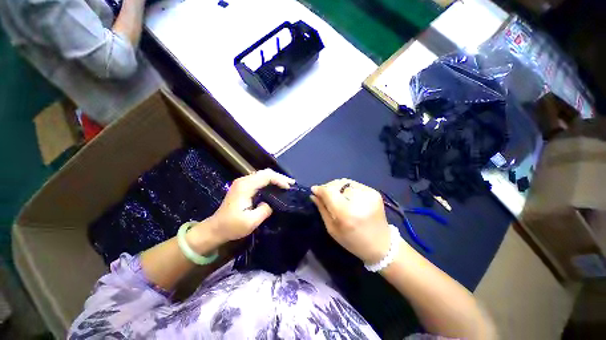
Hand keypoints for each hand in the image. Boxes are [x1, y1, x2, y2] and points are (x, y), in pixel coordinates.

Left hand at [204, 169, 294, 244]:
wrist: (215, 229)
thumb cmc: (231, 226)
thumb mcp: (250, 222)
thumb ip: (265, 210)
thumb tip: (273, 202)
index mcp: (245, 186)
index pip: (266, 176)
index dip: (279, 180)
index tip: (289, 188)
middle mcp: (244, 180)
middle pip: (265, 173)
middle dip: (280, 177)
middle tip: (291, 184)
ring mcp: (243, 182)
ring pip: (263, 175)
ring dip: (275, 178)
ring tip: (286, 185)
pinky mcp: (243, 186)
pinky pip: (259, 179)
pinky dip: (270, 181)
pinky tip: (276, 186)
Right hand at [310, 179, 390, 263]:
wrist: (382, 245)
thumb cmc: (353, 241)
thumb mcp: (332, 229)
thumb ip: (322, 209)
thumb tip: (313, 194)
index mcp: (347, 213)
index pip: (329, 192)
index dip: (320, 189)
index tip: (313, 190)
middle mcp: (359, 200)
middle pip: (337, 184)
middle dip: (328, 187)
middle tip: (324, 194)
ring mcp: (369, 194)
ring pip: (345, 182)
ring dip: (337, 187)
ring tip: (335, 195)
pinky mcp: (374, 192)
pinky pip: (354, 184)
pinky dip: (346, 188)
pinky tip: (347, 196)